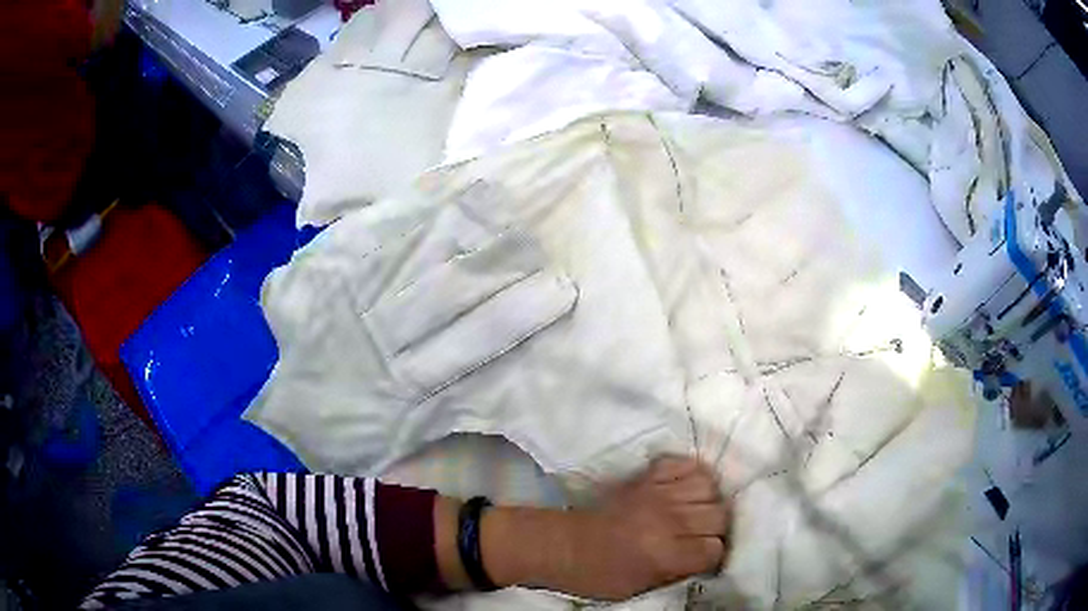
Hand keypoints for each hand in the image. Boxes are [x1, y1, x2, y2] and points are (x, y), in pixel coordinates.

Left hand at [442, 457, 731, 599]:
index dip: (713, 556)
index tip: (705, 559)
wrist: (562, 546)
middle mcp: (667, 520)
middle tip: (703, 536)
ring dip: (709, 500)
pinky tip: (685, 489)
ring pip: (708, 485)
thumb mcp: (642, 588)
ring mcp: (656, 493)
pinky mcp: (645, 477)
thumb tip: (710, 558)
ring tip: (697, 511)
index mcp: (665, 553)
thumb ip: (680, 572)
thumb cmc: (598, 576)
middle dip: (716, 529)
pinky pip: (684, 463)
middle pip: (719, 515)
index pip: (715, 548)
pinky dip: (691, 473)